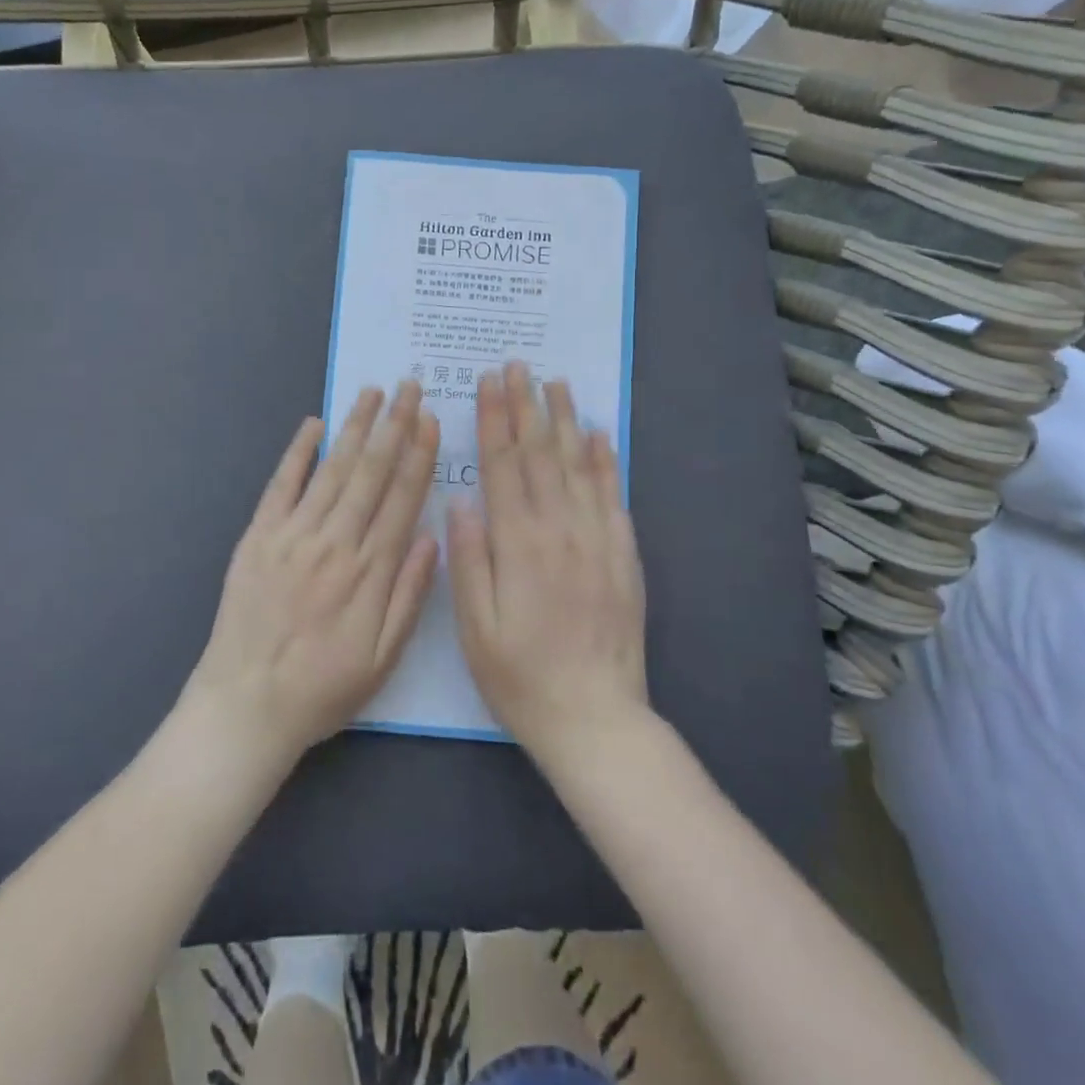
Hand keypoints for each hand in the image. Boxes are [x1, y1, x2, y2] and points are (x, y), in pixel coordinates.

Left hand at [184, 382, 439, 770]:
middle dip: (393, 425)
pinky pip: (281, 485)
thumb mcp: (383, 658)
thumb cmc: (323, 688)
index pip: (402, 498)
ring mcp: (293, 535)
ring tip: (372, 392)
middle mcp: (335, 542)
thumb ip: (409, 595)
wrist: (246, 705)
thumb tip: (432, 536)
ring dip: (355, 427)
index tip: (431, 419)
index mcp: (370, 571)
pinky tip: (313, 424)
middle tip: (409, 385)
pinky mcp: (258, 537)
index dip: (419, 455)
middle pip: (371, 472)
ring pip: (332, 469)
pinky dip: (297, 452)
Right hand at [449, 362, 648, 763]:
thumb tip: (461, 500)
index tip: (488, 382)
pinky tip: (599, 433)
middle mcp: (560, 531)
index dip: (494, 419)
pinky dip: (605, 460)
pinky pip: (613, 496)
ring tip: (556, 382)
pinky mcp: (623, 555)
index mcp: (518, 545)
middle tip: (518, 365)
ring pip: (579, 465)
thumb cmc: (520, 676)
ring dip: (565, 419)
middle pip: (540, 454)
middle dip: (525, 405)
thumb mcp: (475, 627)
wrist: (596, 718)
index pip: (503, 466)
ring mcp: (597, 540)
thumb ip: (468, 559)